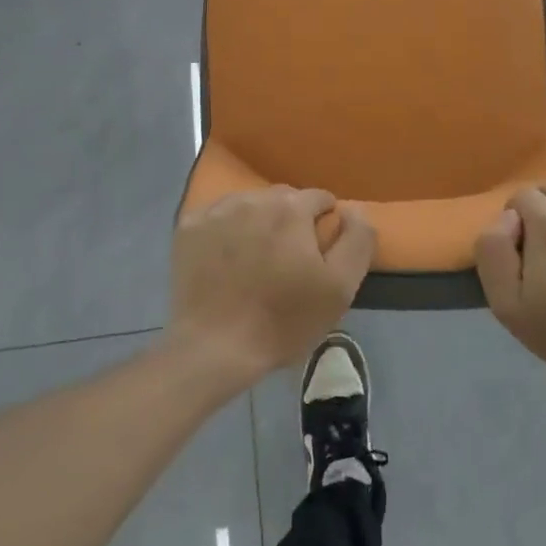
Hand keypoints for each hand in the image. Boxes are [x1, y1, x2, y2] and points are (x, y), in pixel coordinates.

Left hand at [170, 187, 375, 387]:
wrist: (215, 347)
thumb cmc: (283, 320)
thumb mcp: (340, 288)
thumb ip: (357, 240)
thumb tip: (353, 209)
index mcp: (291, 208)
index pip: (320, 198)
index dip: (325, 223)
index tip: (319, 253)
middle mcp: (253, 198)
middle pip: (284, 199)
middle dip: (292, 221)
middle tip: (289, 260)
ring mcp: (217, 210)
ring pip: (250, 204)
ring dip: (259, 222)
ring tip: (257, 260)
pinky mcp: (189, 227)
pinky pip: (218, 217)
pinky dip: (226, 230)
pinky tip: (227, 260)